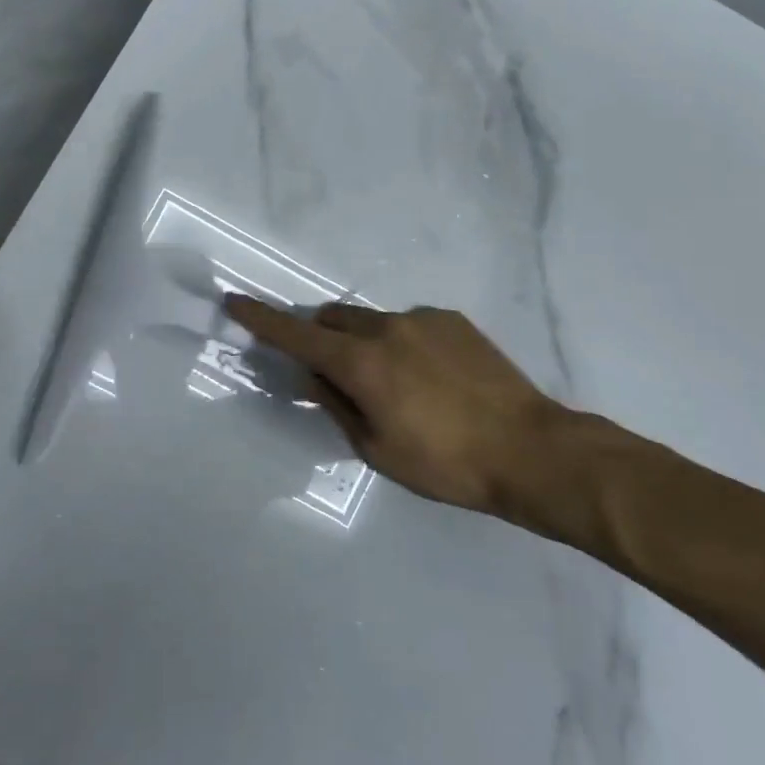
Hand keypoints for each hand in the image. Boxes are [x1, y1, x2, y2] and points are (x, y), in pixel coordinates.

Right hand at [224, 296, 585, 519]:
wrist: (530, 449)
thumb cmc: (445, 463)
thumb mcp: (376, 448)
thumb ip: (336, 405)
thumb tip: (312, 376)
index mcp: (361, 362)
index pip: (297, 334)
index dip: (261, 319)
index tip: (234, 301)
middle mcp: (386, 328)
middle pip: (333, 318)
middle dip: (319, 335)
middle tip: (330, 370)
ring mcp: (423, 319)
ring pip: (372, 320)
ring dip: (364, 341)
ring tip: (395, 384)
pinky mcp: (453, 320)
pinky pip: (410, 324)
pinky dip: (401, 342)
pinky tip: (431, 378)